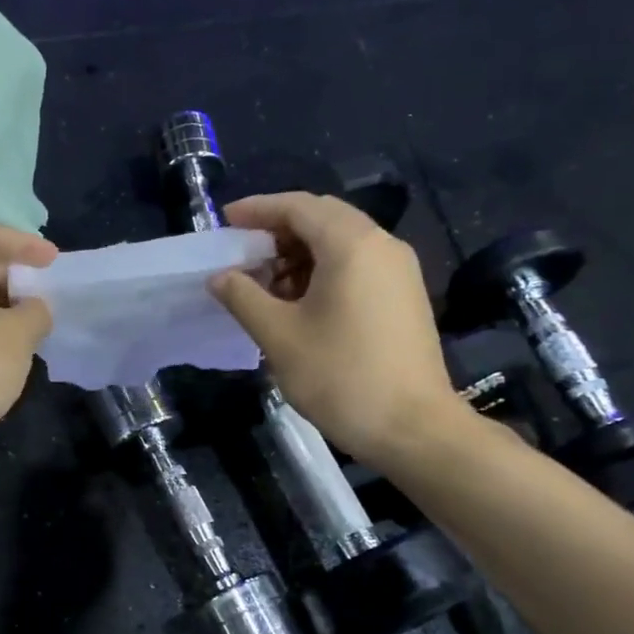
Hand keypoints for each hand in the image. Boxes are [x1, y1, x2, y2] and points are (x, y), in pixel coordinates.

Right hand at [209, 193, 470, 464]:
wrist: (412, 428)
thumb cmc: (340, 376)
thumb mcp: (278, 336)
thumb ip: (242, 297)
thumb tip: (220, 277)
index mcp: (351, 244)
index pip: (297, 206)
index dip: (257, 210)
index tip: (225, 223)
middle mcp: (381, 245)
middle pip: (322, 218)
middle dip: (278, 231)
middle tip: (242, 254)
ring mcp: (398, 270)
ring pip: (340, 242)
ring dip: (299, 254)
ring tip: (264, 285)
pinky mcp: (404, 296)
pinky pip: (357, 265)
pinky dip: (322, 271)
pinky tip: (299, 303)